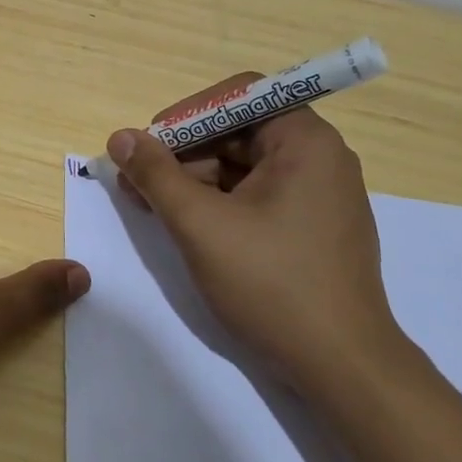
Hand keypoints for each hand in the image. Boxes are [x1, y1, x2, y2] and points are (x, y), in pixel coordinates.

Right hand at [106, 98, 408, 393]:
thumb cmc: (271, 283)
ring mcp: (320, 196)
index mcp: (305, 142)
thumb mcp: (200, 224)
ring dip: (195, 179)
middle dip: (184, 152)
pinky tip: (187, 225)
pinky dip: (219, 203)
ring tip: (152, 207)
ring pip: (244, 166)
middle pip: (239, 131)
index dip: (187, 114)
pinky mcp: (314, 228)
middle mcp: (320, 158)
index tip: (148, 144)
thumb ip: (156, 174)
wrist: (340, 366)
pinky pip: (258, 196)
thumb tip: (120, 137)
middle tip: (138, 182)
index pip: (238, 95)